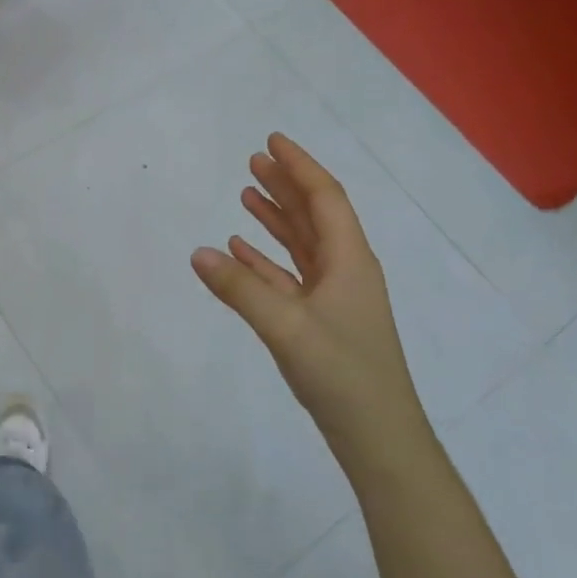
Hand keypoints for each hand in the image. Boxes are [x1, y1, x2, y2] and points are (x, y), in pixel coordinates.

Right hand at [190, 134, 429, 470]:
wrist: (378, 436)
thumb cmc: (341, 374)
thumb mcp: (286, 327)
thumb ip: (240, 289)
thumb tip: (198, 252)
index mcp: (349, 261)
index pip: (325, 198)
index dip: (299, 167)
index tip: (272, 141)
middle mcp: (345, 270)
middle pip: (315, 215)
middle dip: (286, 185)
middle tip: (254, 160)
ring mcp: (334, 297)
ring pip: (303, 244)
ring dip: (277, 218)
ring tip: (247, 194)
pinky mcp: (321, 320)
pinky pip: (290, 276)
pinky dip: (266, 259)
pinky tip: (241, 250)